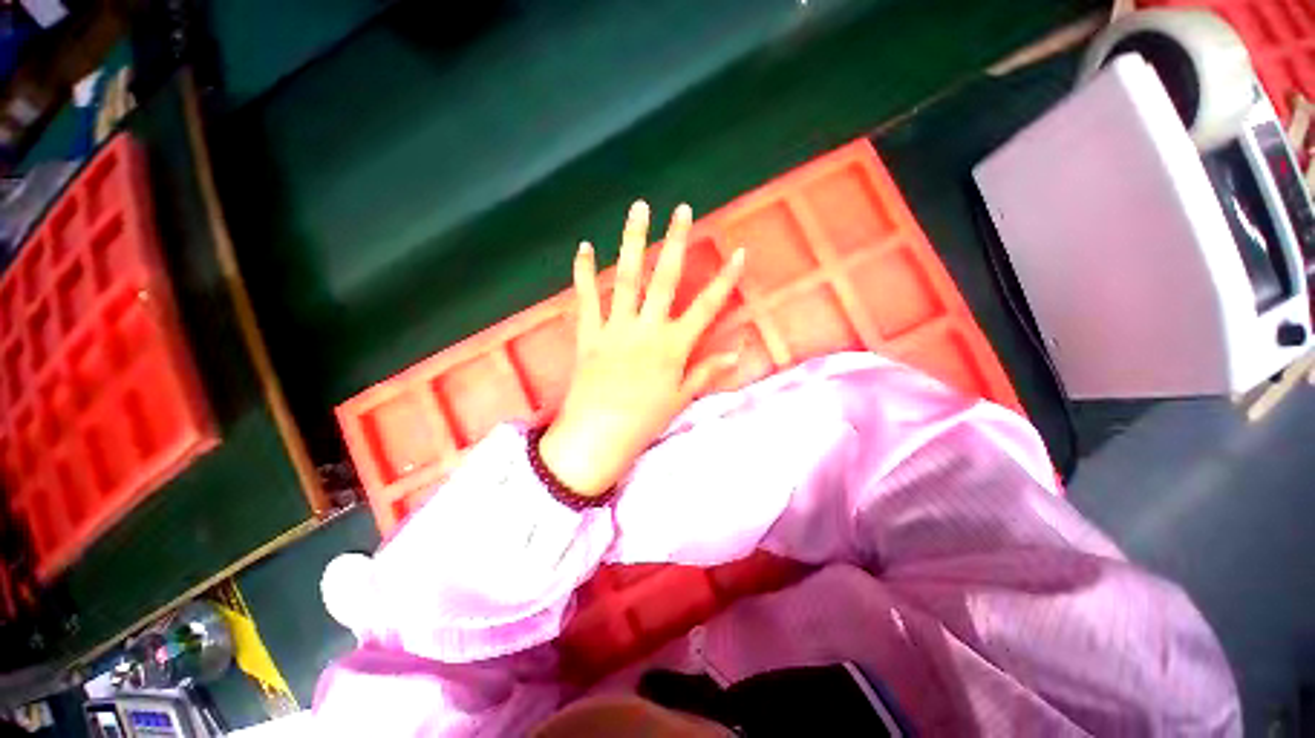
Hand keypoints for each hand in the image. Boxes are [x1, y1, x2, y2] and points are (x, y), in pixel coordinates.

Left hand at [539, 200, 744, 496]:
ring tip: (639, 210)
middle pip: (665, 278)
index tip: (739, 252)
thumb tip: (737, 353)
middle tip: (682, 209)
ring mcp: (616, 328)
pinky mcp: (589, 334)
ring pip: (627, 277)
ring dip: (633, 241)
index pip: (707, 307)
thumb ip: (706, 371)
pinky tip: (584, 247)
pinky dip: (584, 272)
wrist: (598, 436)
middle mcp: (647, 329)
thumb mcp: (680, 398)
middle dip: (676, 241)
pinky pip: (586, 298)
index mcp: (674, 346)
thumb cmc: (644, 420)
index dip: (725, 280)